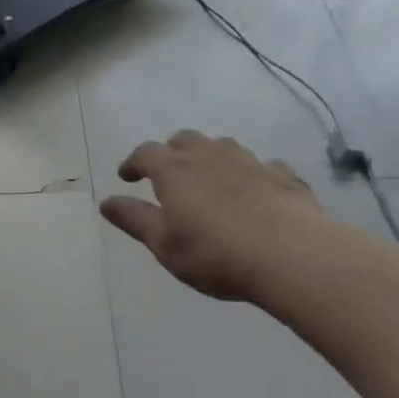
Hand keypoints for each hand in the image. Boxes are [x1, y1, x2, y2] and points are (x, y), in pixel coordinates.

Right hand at [100, 131, 334, 303]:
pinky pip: (262, 165)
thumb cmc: (216, 254)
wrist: (293, 257)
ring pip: (223, 146)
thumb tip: (105, 202)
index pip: (146, 153)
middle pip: (184, 140)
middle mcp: (209, 156)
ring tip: (209, 178)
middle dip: (171, 152)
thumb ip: (134, 220)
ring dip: (210, 156)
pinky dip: (250, 173)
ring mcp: (250, 162)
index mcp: (175, 170)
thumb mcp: (164, 244)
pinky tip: (255, 190)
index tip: (126, 177)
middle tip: (167, 173)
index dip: (133, 162)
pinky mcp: (284, 176)